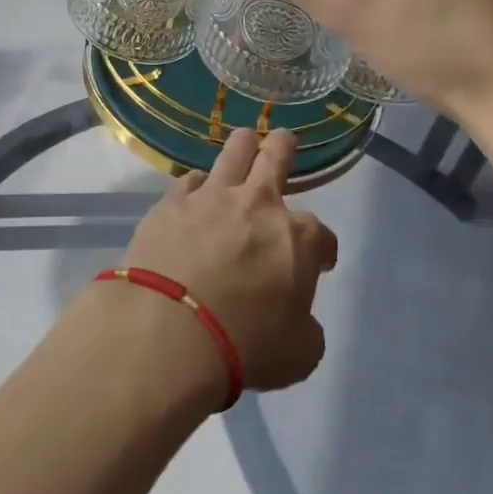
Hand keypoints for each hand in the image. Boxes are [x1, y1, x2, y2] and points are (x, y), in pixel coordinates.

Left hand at [117, 127, 336, 394]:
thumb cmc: (244, 345)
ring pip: (233, 152)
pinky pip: (188, 180)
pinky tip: (193, 192)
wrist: (168, 331)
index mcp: (297, 239)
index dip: (323, 251)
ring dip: (243, 146)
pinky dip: (196, 185)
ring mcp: (211, 198)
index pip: (322, 237)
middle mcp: (258, 205)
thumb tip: (296, 318)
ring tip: (245, 140)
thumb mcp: (298, 353)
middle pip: (276, 159)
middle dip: (283, 148)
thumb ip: (304, 327)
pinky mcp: (170, 203)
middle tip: (283, 141)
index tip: (319, 263)